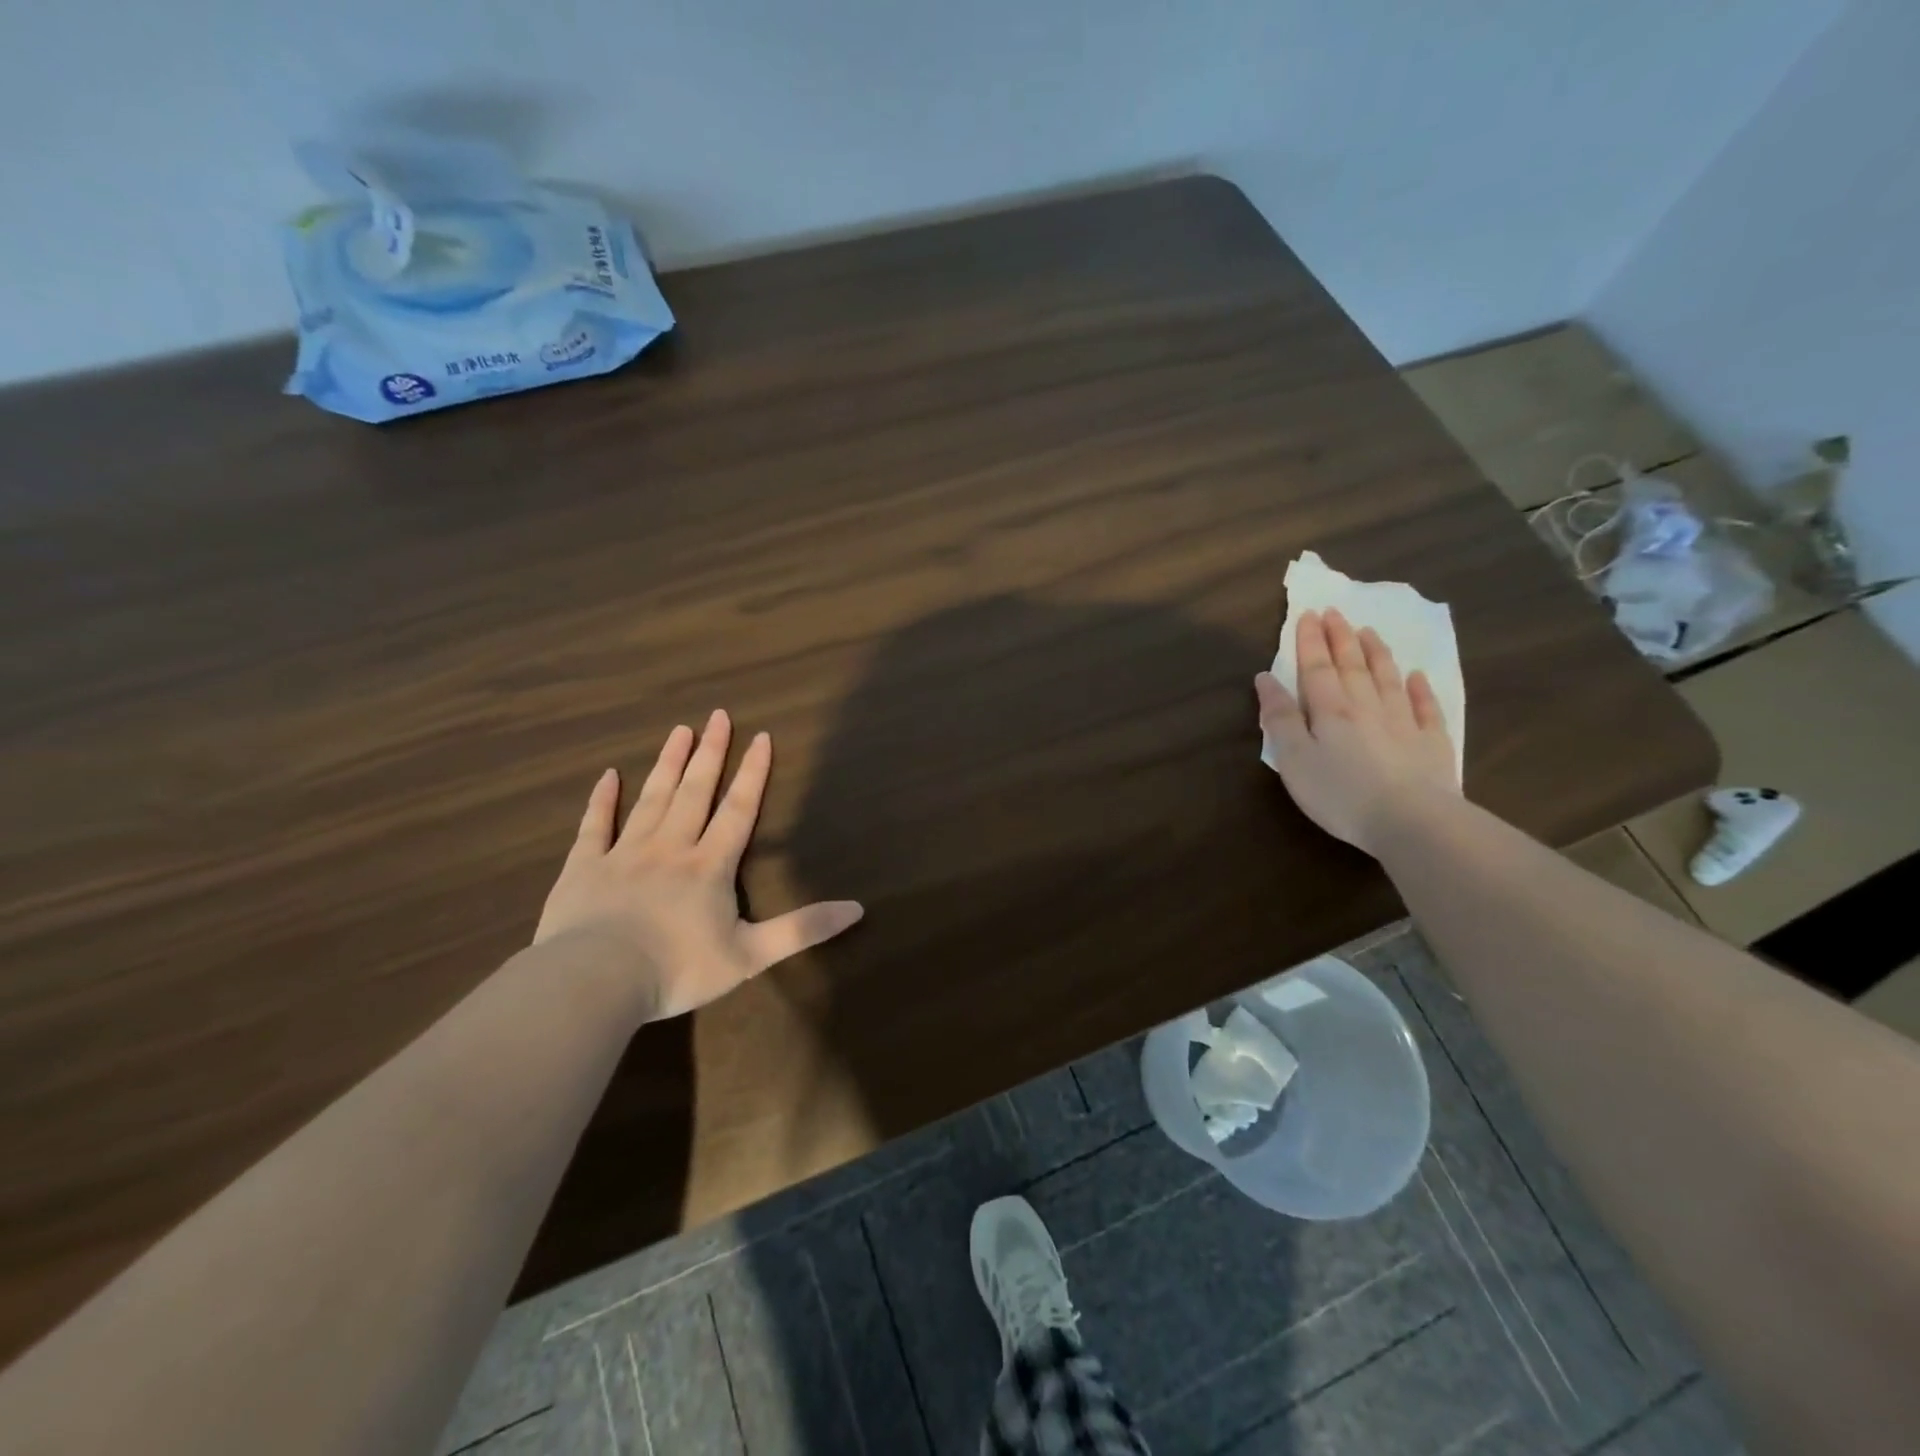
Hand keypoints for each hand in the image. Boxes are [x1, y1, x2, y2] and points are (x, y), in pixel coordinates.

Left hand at [534, 710, 863, 1019]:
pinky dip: (601, 800)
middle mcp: (670, 848)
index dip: (752, 774)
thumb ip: (802, 929)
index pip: (738, 810)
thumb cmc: (677, 969)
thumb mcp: (750, 956)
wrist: (595, 982)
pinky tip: (607, 776)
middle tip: (718, 715)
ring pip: (651, 799)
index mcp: (709, 866)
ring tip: (679, 731)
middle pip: (694, 792)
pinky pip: (594, 826)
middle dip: (710, 753)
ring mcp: (624, 854)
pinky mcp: (584, 868)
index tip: (761, 737)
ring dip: (667, 764)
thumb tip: (857, 908)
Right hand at [1255, 608, 1457, 854]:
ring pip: (1388, 679)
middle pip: (1352, 666)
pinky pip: (1426, 707)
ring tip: (1369, 632)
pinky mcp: (1432, 744)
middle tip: (1336, 612)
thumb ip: (1280, 718)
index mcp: (1330, 711)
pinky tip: (1417, 676)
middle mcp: (1367, 707)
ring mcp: (1404, 723)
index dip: (1311, 641)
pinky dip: (1420, 689)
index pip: (1316, 668)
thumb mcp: (1293, 759)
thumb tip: (1265, 678)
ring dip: (1377, 653)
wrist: (1411, 821)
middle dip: (1341, 638)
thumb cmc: (1340, 793)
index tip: (1309, 614)